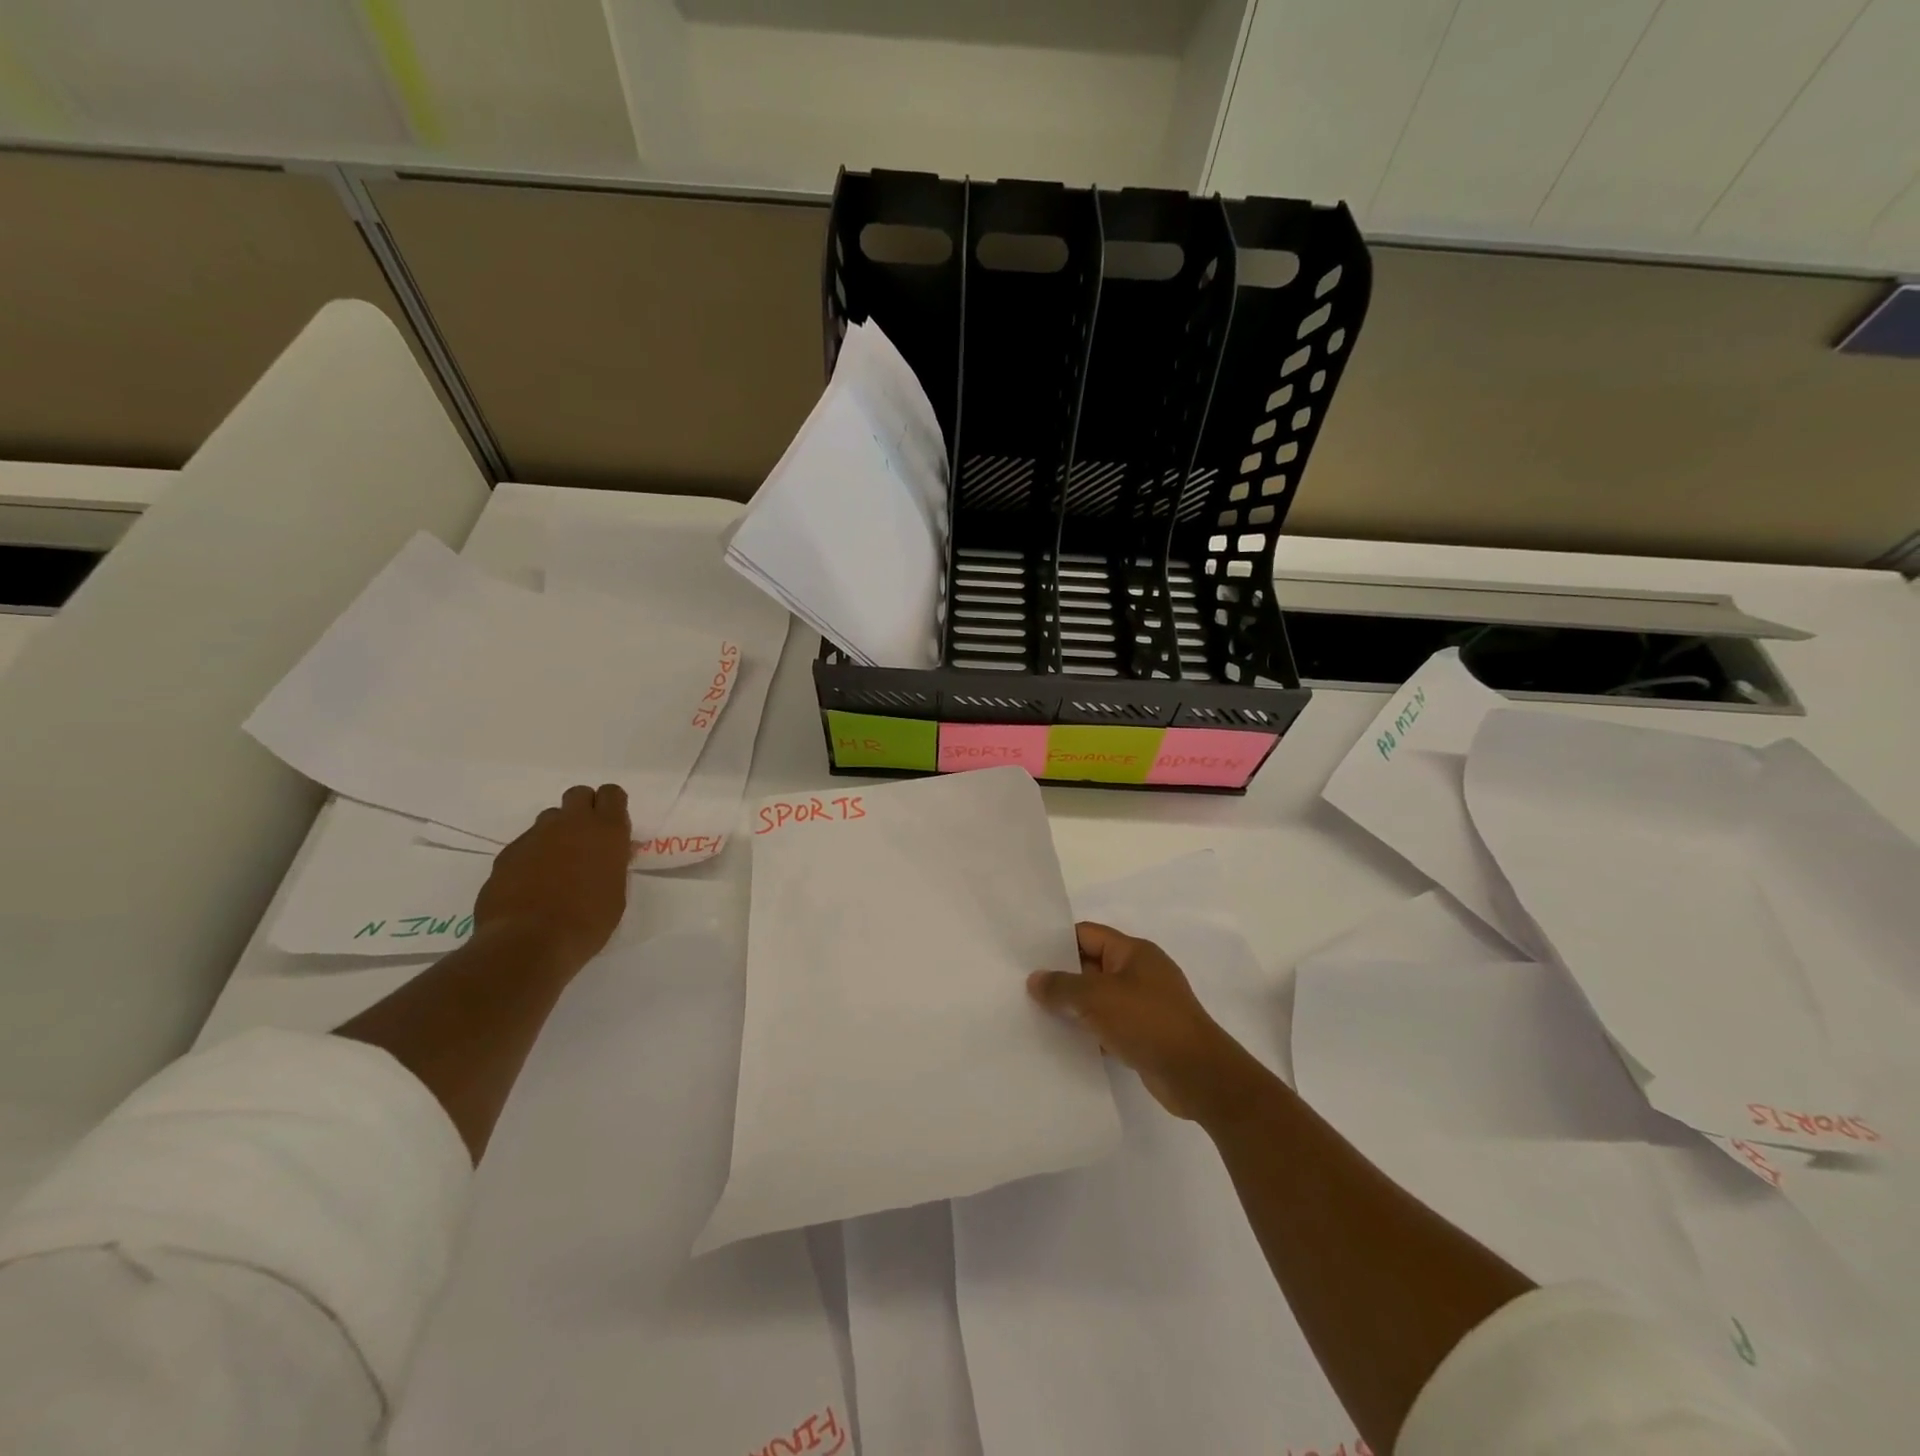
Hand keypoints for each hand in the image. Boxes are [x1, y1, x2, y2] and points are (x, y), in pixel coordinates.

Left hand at [474, 784, 631, 969]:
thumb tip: (608, 856)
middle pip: (578, 794)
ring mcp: (535, 837)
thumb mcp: (615, 893)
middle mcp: (571, 824)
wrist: (528, 943)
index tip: (612, 826)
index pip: (612, 794)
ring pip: (549, 818)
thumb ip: (611, 865)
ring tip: (557, 865)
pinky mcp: (507, 854)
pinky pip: (525, 844)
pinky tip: (531, 885)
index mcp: (606, 831)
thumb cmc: (587, 922)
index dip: (612, 806)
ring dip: (556, 832)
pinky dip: (532, 857)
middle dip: (583, 809)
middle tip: (586, 839)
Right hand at [1028, 923, 1265, 1123]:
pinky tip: (1064, 1043)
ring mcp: (1145, 1005)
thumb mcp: (1098, 997)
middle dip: (1061, 977)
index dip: (1058, 942)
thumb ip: (1062, 986)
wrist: (1198, 1076)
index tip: (1026, 955)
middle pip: (1091, 966)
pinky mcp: (1146, 1035)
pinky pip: (1109, 1025)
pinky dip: (1089, 1031)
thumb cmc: (1148, 1022)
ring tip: (1035, 1015)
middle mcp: (1140, 972)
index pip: (1088, 934)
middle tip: (1024, 987)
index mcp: (1134, 952)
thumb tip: (1035, 979)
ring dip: (1074, 1007)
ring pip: (1099, 998)